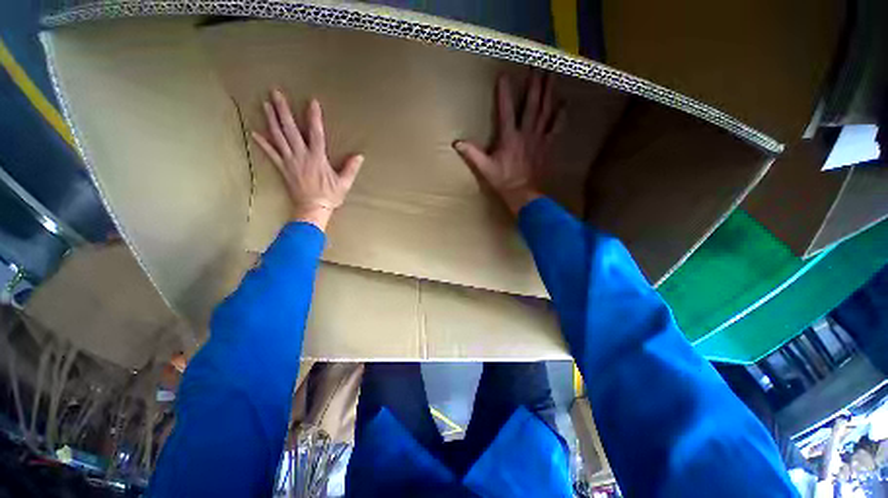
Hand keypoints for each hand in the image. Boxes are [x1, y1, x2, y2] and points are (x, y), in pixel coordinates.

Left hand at [252, 89, 363, 230]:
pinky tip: (254, 133)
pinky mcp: (283, 169)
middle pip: (291, 130)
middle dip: (284, 111)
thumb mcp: (344, 183)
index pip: (316, 133)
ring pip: (278, 137)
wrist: (312, 208)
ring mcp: (290, 161)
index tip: (311, 101)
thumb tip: (360, 156)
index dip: (314, 117)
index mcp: (318, 158)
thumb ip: (351, 168)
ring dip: (271, 120)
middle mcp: (302, 156)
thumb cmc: (330, 196)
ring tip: (266, 105)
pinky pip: (271, 154)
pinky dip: (262, 143)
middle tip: (276, 93)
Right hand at [454, 72, 563, 214]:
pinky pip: (556, 127)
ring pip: (545, 111)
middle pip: (532, 104)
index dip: (504, 93)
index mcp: (509, 137)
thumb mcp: (485, 168)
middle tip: (539, 65)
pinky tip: (564, 104)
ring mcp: (539, 138)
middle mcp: (526, 133)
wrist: (523, 193)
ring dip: (549, 92)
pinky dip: (561, 115)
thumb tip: (456, 143)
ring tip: (552, 75)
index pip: (506, 110)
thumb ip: (472, 154)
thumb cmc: (503, 180)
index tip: (504, 75)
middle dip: (535, 84)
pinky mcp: (547, 146)